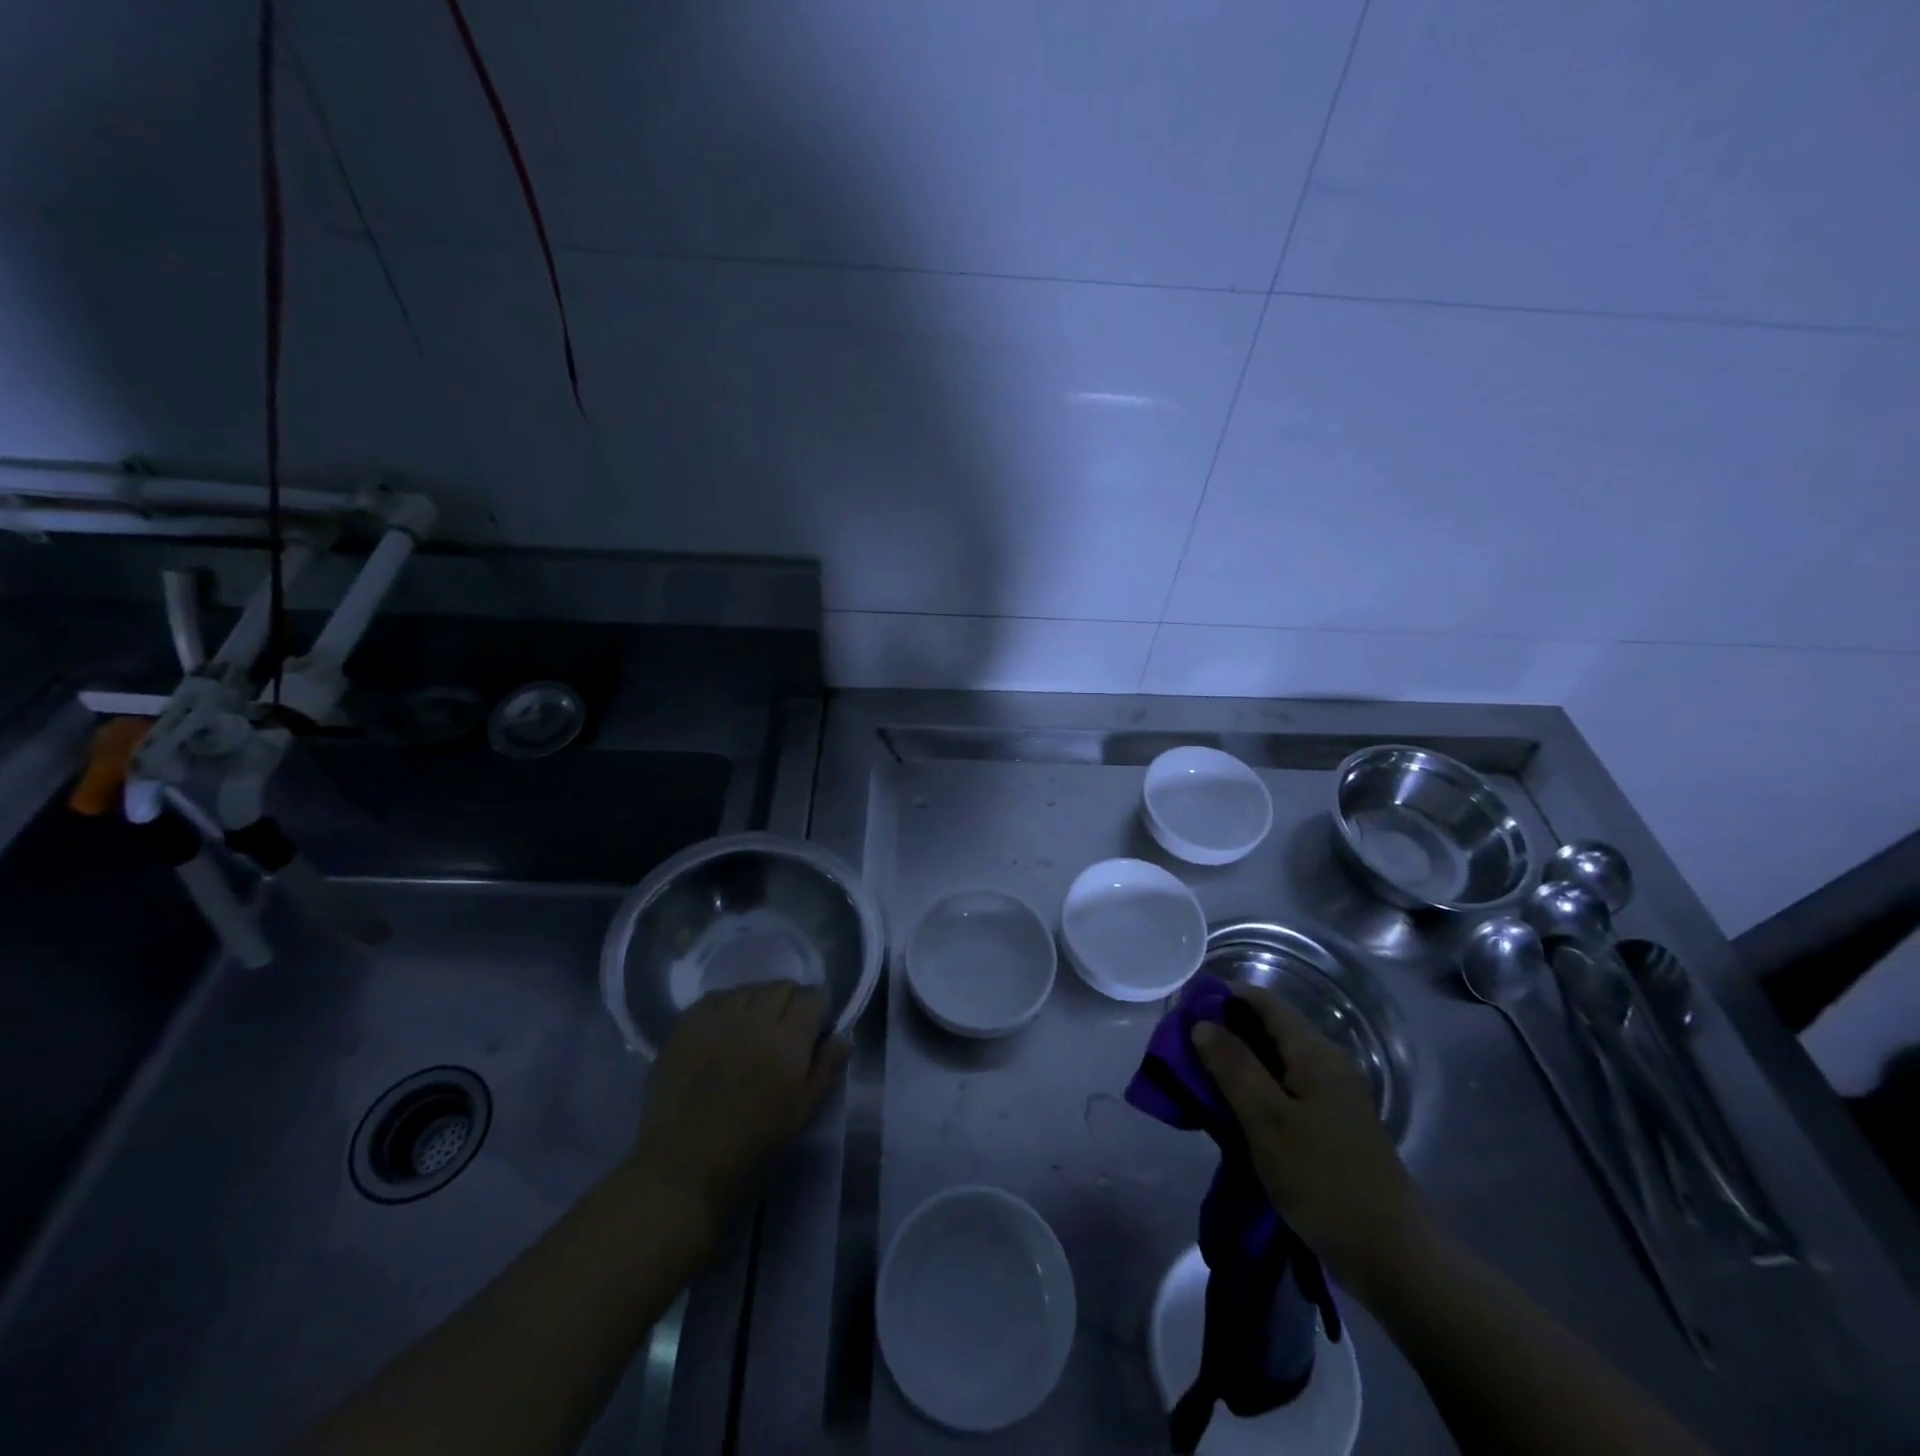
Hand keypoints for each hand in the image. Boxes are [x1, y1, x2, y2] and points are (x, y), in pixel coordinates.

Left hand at [628, 983, 850, 1222]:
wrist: (679, 1172)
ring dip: (758, 1003)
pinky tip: (724, 1032)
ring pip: (749, 989)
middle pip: (782, 987)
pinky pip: (716, 998)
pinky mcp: (685, 1025)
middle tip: (785, 1034)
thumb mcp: (799, 1115)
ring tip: (752, 1032)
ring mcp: (716, 1018)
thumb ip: (825, 1070)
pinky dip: (728, 1007)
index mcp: (787, 1041)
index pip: (813, 997)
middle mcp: (753, 1018)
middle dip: (791, 1003)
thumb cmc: (749, 1151)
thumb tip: (842, 1036)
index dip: (818, 1012)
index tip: (814, 1034)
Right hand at [1193, 985, 1437, 1296]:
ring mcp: (1331, 1096)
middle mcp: (1326, 1063)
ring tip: (1196, 1076)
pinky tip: (1230, 1109)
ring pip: (1274, 1060)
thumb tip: (1201, 1023)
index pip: (1263, 1001)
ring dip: (1236, 1062)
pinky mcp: (1330, 1125)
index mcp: (1315, 1053)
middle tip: (1180, 1046)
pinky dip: (1254, 1089)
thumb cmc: (1325, 1182)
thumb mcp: (1268, 1122)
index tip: (1183, 1008)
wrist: (1394, 1258)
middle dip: (1224, 1031)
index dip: (1222, 996)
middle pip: (1269, 1028)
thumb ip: (1233, 1067)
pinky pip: (1284, 1089)